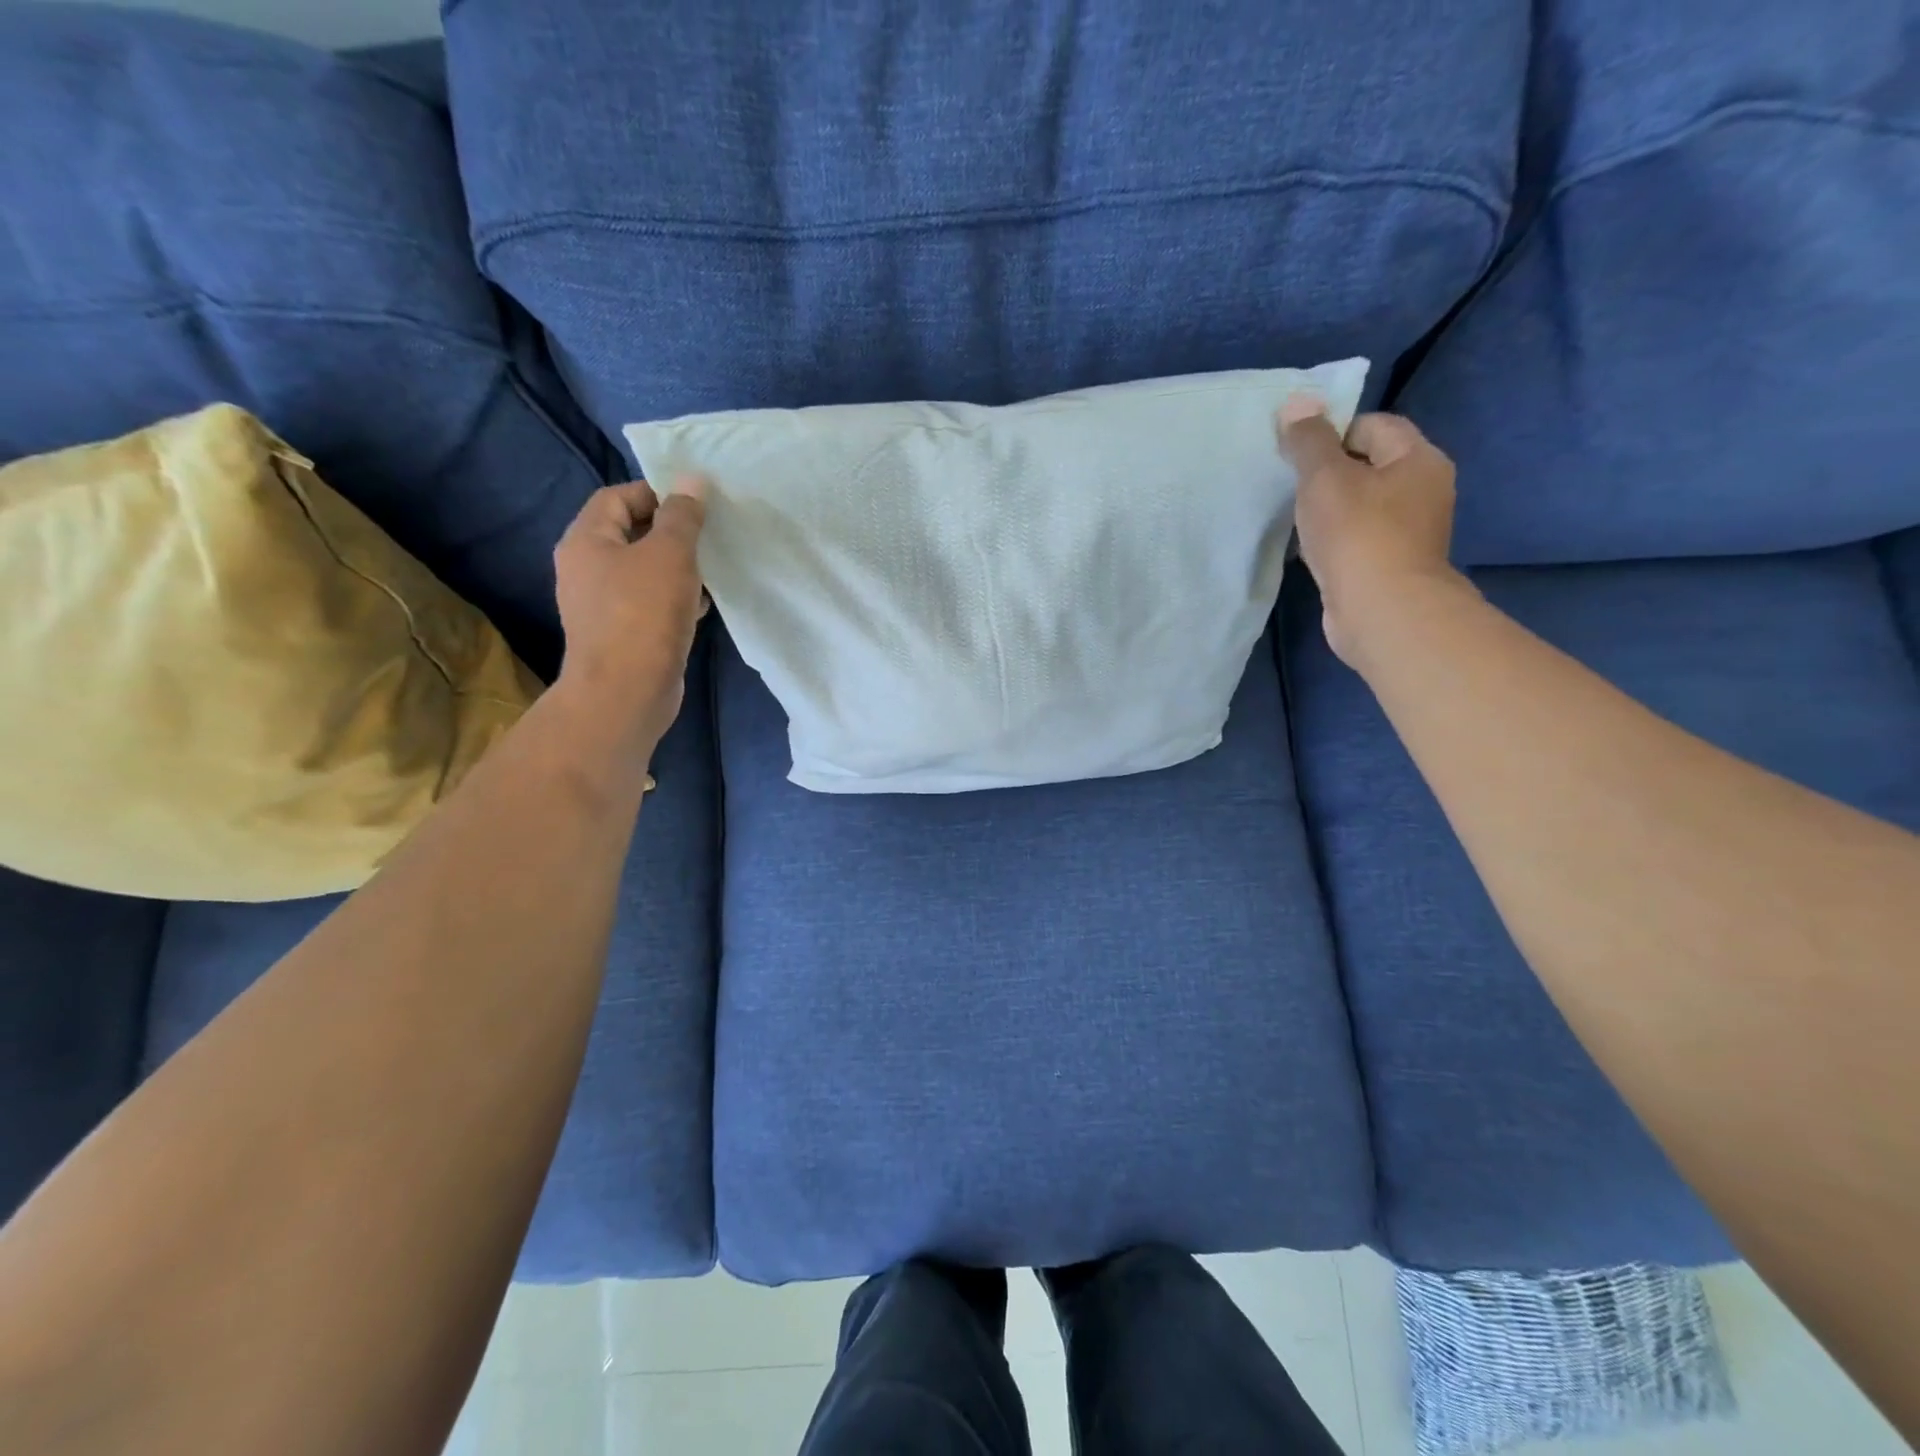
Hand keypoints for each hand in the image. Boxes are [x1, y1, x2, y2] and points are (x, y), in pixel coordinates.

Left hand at [553, 477, 708, 754]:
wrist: (626, 692)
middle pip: (629, 533)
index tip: (695, 505)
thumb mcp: (670, 555)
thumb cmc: (644, 614)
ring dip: (676, 568)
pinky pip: (649, 603)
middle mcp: (585, 568)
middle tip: (708, 536)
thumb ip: (682, 516)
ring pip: (643, 571)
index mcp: (586, 540)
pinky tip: (701, 606)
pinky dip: (674, 598)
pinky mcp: (621, 634)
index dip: (655, 493)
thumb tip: (692, 479)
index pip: (616, 497)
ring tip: (711, 570)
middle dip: (670, 532)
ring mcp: (601, 605)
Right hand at [1278, 397, 1467, 671]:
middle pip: (1369, 466)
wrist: (1381, 611)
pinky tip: (1310, 551)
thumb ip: (1308, 440)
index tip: (1298, 456)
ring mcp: (1410, 532)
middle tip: (1292, 487)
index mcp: (1419, 459)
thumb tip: (1296, 402)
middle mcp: (1424, 491)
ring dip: (1330, 510)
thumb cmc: (1357, 535)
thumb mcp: (1325, 477)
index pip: (1374, 425)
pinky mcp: (1391, 565)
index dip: (1333, 432)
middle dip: (1329, 474)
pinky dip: (1334, 540)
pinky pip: (1358, 539)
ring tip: (1297, 520)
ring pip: (1362, 505)